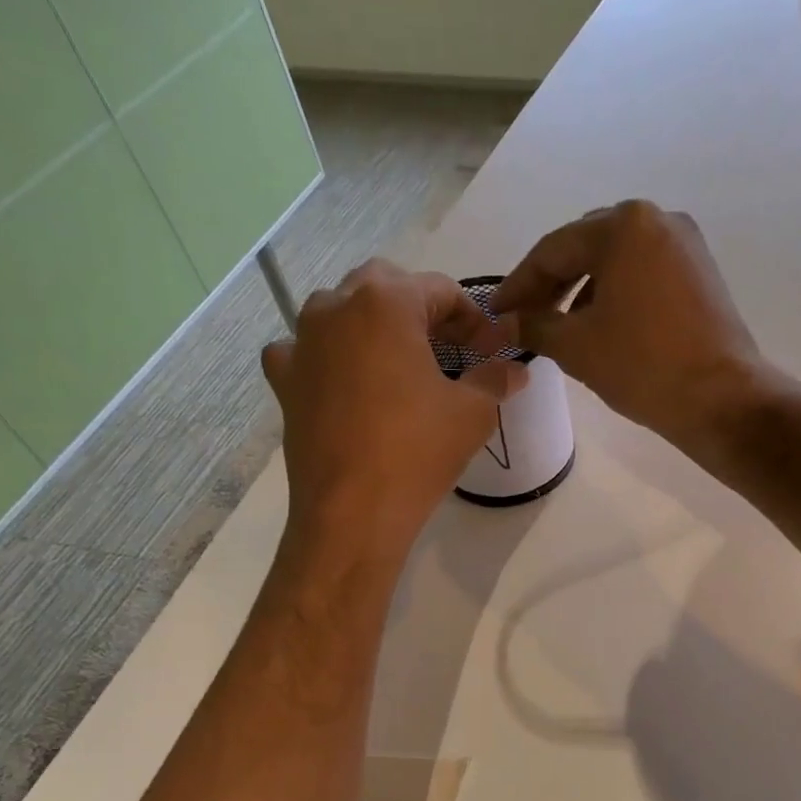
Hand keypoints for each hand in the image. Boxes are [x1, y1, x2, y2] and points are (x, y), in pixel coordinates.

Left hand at [262, 261, 518, 549]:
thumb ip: (495, 378)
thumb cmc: (417, 453)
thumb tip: (516, 369)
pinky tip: (346, 384)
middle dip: (422, 312)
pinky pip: (307, 351)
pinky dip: (330, 358)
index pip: (441, 290)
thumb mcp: (473, 414)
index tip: (493, 349)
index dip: (474, 319)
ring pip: (343, 314)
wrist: (352, 513)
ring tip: (400, 367)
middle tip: (449, 351)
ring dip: (374, 328)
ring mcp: (302, 341)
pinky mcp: (285, 379)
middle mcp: (336, 306)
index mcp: (386, 302)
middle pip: (387, 288)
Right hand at [491, 200, 762, 447]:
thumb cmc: (642, 366)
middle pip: (587, 248)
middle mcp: (658, 220)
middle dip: (552, 284)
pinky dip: (616, 297)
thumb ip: (536, 326)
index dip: (519, 284)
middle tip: (525, 319)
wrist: (720, 399)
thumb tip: (509, 324)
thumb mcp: (577, 347)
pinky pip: (644, 276)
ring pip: (617, 263)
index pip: (553, 250)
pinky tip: (602, 328)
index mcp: (623, 225)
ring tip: (560, 330)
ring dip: (583, 292)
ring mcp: (686, 246)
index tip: (497, 313)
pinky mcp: (702, 274)